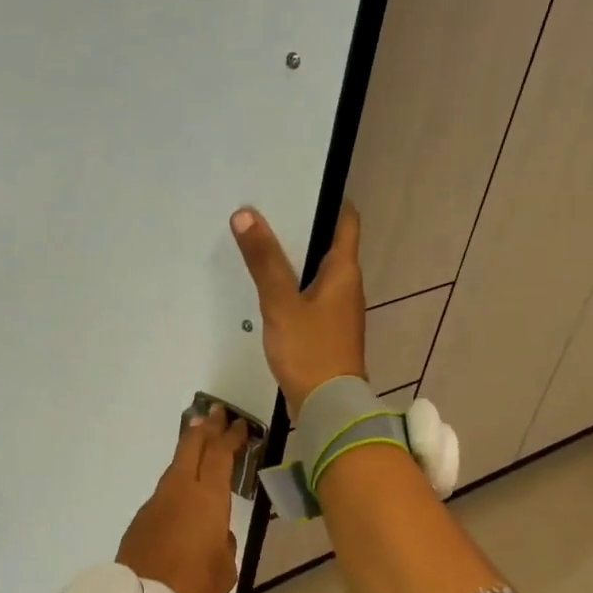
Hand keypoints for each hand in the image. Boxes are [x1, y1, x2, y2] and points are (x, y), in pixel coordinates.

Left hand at [115, 404, 244, 592]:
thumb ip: (223, 542)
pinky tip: (180, 490)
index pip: (221, 456)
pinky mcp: (141, 517)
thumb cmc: (195, 585)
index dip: (230, 437)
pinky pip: (164, 490)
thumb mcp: (226, 567)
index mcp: (208, 498)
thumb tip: (215, 534)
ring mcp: (157, 501)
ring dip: (188, 451)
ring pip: (175, 467)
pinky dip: (176, 480)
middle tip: (214, 412)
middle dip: (205, 428)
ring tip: (197, 439)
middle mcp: (180, 490)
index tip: (237, 424)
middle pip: (192, 447)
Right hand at [230, 203, 366, 418]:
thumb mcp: (281, 302)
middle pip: (328, 245)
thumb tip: (245, 214)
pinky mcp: (325, 331)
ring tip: (260, 245)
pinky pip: (308, 297)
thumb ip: (264, 260)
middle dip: (301, 228)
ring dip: (293, 259)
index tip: (301, 185)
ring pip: (316, 272)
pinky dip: (291, 286)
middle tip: (267, 212)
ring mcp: (337, 310)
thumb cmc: (310, 350)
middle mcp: (347, 286)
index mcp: (344, 271)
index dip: (329, 200)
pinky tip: (267, 290)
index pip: (346, 221)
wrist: (327, 407)